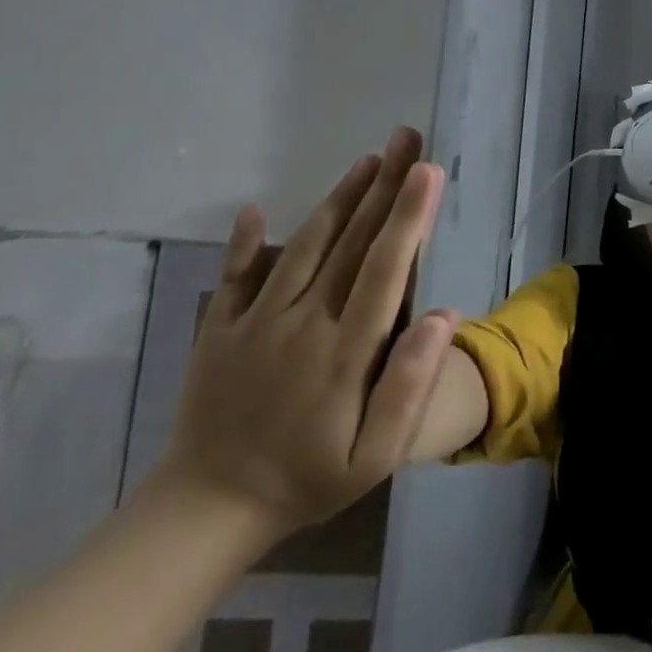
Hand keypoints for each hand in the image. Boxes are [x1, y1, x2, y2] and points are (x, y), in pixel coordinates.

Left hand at [155, 127, 451, 538]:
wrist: (207, 511)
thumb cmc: (309, 479)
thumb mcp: (375, 456)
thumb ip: (409, 385)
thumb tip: (444, 315)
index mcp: (345, 349)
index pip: (385, 267)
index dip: (409, 216)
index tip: (429, 171)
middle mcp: (303, 321)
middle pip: (352, 241)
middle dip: (385, 186)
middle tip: (407, 139)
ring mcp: (256, 323)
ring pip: (304, 245)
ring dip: (339, 199)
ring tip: (369, 161)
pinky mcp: (220, 331)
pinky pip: (234, 276)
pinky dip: (244, 241)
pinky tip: (253, 208)